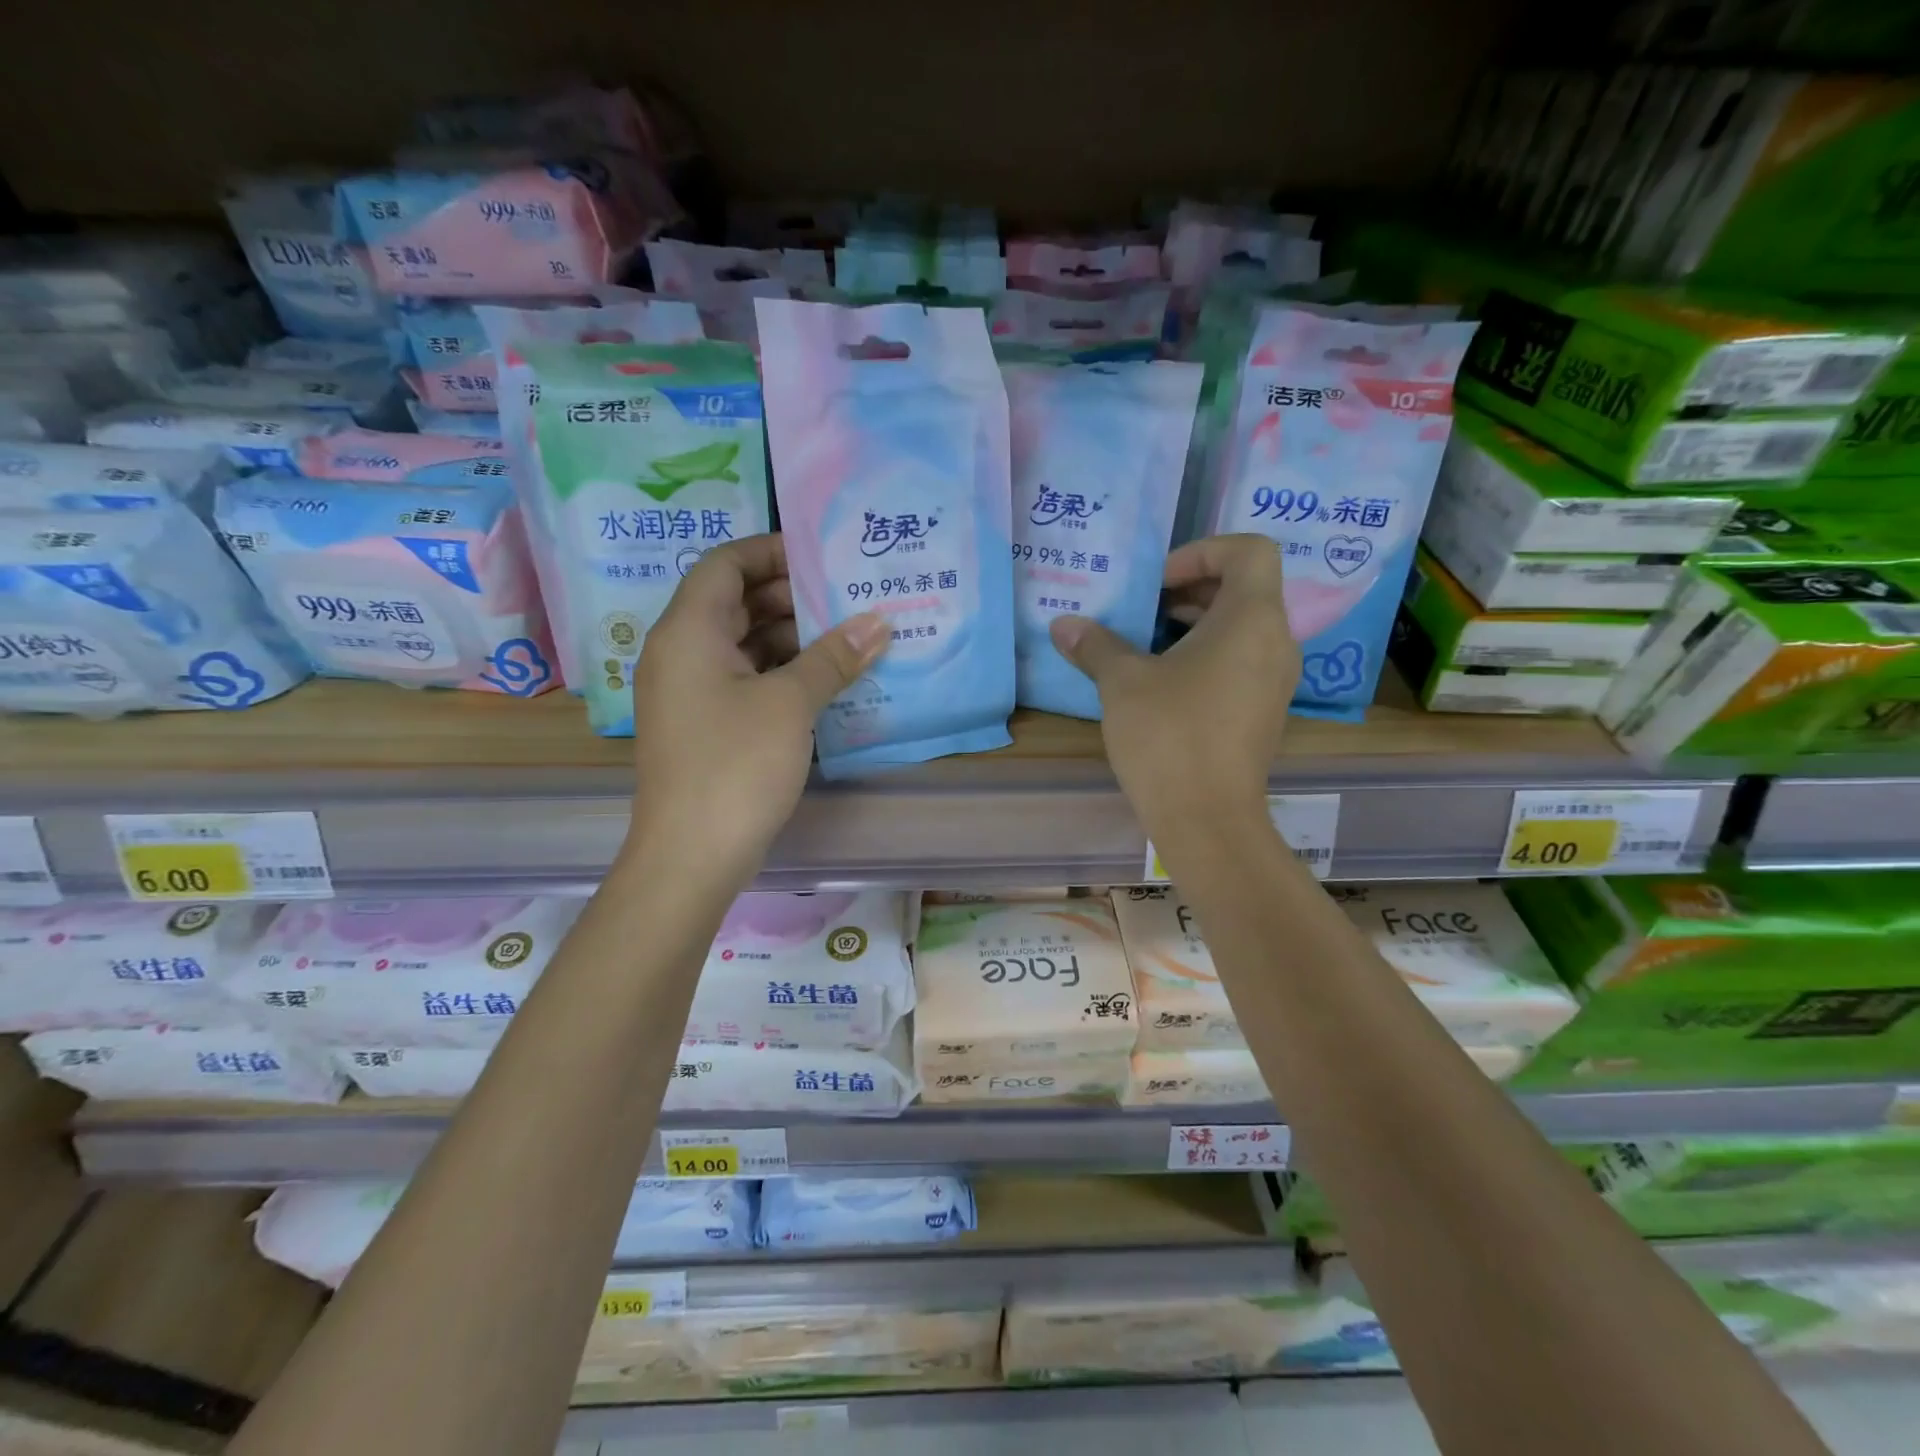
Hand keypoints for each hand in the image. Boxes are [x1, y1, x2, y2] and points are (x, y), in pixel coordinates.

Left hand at [624, 534, 888, 882]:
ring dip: (792, 638)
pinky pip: (745, 680)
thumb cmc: (735, 765)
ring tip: (849, 637)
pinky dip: (782, 673)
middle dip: (791, 597)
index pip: (724, 564)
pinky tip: (827, 681)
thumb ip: (834, 657)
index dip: (770, 551)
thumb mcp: (790, 704)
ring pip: (743, 644)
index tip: (822, 555)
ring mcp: (691, 692)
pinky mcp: (706, 725)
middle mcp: (681, 653)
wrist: (691, 855)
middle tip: (848, 598)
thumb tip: (878, 622)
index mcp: (688, 631)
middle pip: (735, 603)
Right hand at [1049, 534, 1299, 840]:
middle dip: (1191, 588)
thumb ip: (1095, 645)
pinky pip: (1242, 660)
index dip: (1203, 551)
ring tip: (1146, 643)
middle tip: (1144, 608)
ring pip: (1242, 627)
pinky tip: (1163, 682)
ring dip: (1196, 623)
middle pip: (1246, 587)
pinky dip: (1207, 655)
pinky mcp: (1264, 711)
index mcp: (1251, 619)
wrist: (1207, 819)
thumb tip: (1062, 624)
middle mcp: (1276, 642)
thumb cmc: (1169, 737)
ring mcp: (1275, 680)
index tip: (1159, 583)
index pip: (1250, 550)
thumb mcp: (1122, 683)